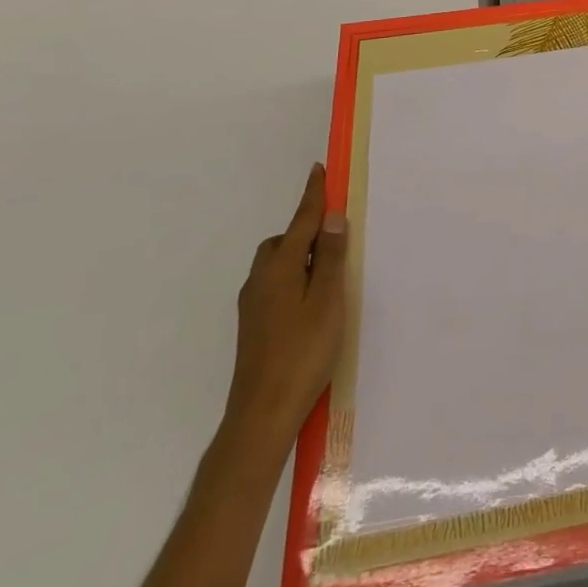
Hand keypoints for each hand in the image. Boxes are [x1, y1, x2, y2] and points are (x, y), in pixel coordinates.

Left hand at [224, 162, 348, 452]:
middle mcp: (260, 281)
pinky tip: (311, 303)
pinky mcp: (253, 327)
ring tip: (327, 273)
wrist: (261, 416)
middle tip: (334, 238)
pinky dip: (293, 278)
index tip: (319, 170)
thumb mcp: (327, 300)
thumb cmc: (302, 353)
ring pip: (276, 265)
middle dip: (305, 231)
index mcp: (279, 268)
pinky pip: (275, 285)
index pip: (301, 221)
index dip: (313, 195)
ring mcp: (253, 306)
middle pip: (283, 242)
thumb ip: (329, 257)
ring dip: (299, 257)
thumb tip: (330, 218)